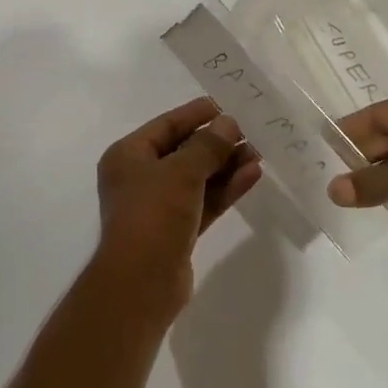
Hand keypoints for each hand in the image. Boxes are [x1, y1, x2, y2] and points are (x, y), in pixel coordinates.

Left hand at [94, 98, 263, 314]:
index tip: (226, 105)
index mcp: (128, 156)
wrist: (142, 282)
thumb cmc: (153, 214)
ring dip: (226, 165)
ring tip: (259, 152)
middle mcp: (140, 177)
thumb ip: (207, 146)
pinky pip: (204, 201)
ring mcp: (159, 206)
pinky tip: (252, 175)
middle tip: (251, 131)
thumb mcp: (181, 172)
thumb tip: (228, 123)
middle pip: (183, 151)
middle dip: (217, 142)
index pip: (166, 126)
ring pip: (197, 178)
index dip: (196, 114)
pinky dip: (225, 189)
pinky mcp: (177, 230)